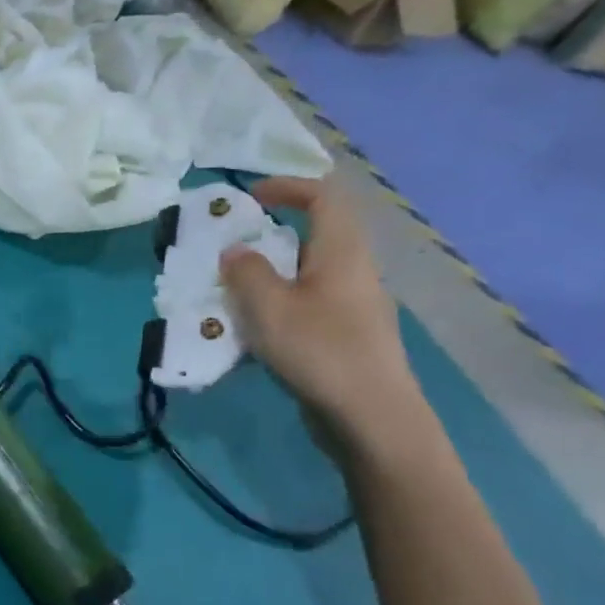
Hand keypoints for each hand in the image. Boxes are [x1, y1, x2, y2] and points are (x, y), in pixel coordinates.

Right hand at [220, 177, 420, 436]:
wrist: (372, 417)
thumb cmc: (320, 351)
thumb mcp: (267, 307)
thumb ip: (246, 272)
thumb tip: (236, 252)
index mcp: (342, 252)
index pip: (324, 198)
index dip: (288, 187)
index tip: (250, 196)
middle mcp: (355, 271)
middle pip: (317, 235)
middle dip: (272, 234)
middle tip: (232, 248)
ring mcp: (355, 305)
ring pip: (310, 272)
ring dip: (272, 273)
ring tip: (234, 291)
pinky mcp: (348, 335)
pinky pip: (310, 302)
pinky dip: (280, 302)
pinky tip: (256, 329)